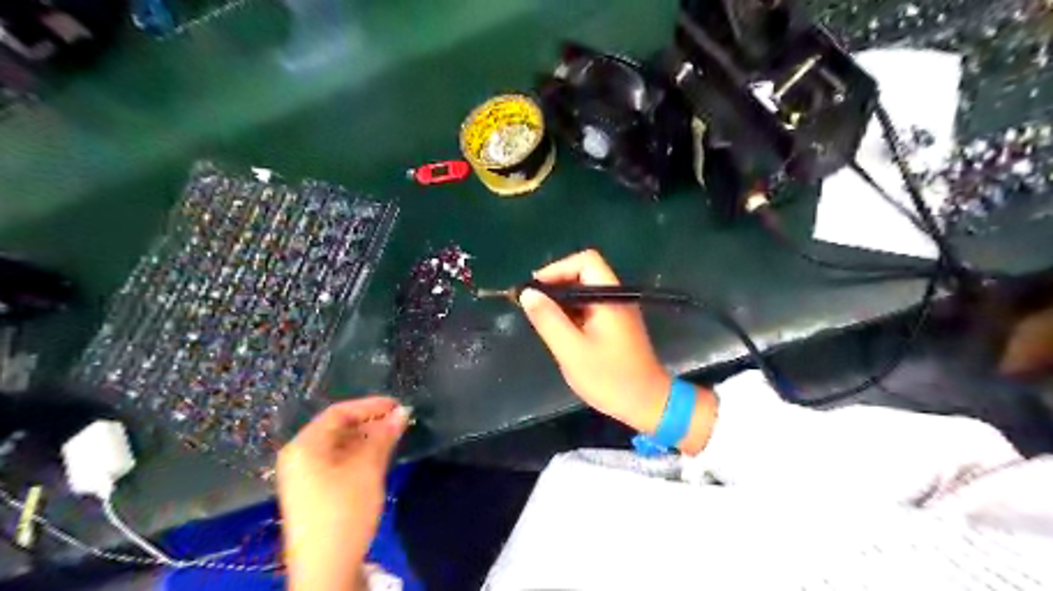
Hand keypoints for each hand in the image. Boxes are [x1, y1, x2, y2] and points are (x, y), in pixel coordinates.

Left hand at [276, 395, 409, 589]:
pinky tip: (379, 458)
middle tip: (399, 423)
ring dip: (366, 439)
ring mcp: (304, 477)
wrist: (326, 568)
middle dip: (369, 423)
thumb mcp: (367, 468)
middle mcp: (299, 457)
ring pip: (339, 446)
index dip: (370, 405)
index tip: (397, 406)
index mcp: (304, 446)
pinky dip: (358, 456)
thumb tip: (403, 411)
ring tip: (394, 438)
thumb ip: (383, 436)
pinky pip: (337, 462)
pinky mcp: (313, 493)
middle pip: (337, 428)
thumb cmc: (344, 510)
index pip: (338, 413)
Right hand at [517, 249, 664, 434]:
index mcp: (609, 297)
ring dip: (562, 300)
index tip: (535, 290)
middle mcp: (615, 297)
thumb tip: (527, 294)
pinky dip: (571, 312)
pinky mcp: (615, 325)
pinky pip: (589, 307)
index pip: (585, 261)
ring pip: (585, 291)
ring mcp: (617, 311)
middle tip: (533, 306)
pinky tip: (559, 330)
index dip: (557, 269)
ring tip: (541, 319)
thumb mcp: (572, 350)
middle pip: (584, 273)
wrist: (647, 404)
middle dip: (556, 285)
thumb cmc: (609, 378)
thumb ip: (549, 320)